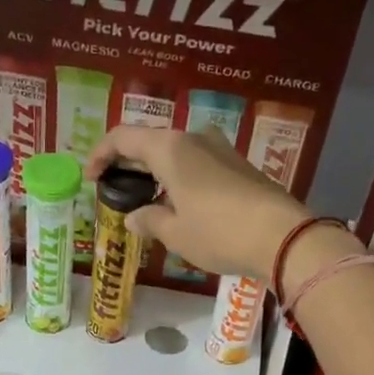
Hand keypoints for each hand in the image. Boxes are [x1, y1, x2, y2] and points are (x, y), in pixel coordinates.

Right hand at [85, 125, 308, 280]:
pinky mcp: (239, 165)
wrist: (282, 237)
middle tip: (115, 187)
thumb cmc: (219, 232)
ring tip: (147, 199)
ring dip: (156, 171)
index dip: (100, 154)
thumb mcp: (176, 233)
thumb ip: (149, 220)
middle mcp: (194, 138)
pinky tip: (180, 203)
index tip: (90, 177)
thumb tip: (133, 216)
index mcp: (170, 148)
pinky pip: (198, 163)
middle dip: (128, 162)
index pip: (123, 137)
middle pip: (150, 141)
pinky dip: (180, 177)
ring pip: (176, 152)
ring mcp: (220, 149)